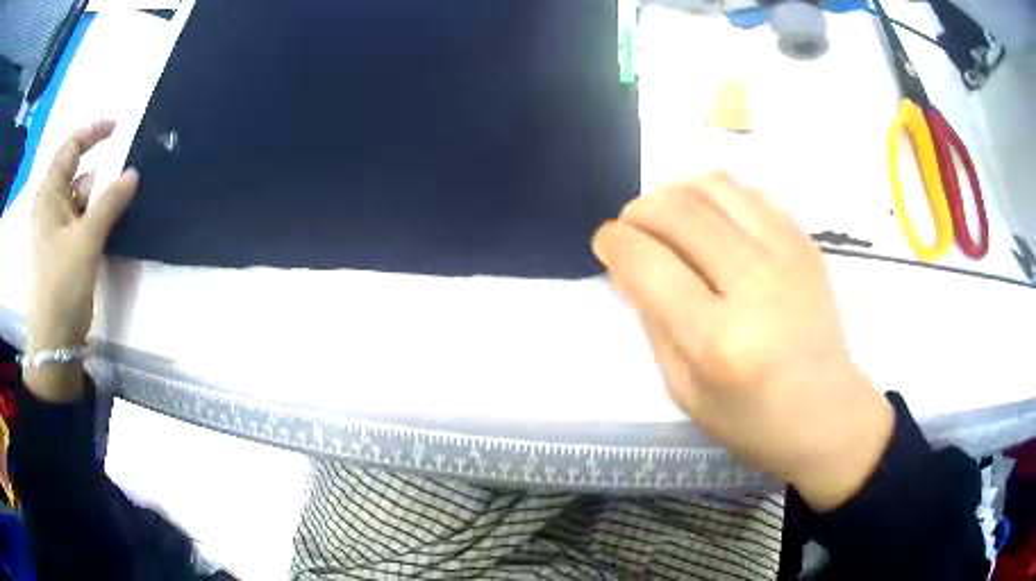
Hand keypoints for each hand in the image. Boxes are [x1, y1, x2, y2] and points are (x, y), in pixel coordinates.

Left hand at [25, 120, 138, 400]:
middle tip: (131, 173)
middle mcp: (52, 206)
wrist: (55, 340)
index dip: (94, 132)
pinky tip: (117, 223)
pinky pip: (85, 222)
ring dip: (104, 198)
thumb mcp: (85, 240)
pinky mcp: (67, 250)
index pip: (71, 148)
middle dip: (104, 172)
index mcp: (49, 194)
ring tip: (128, 201)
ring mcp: (59, 230)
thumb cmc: (61, 284)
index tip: (119, 126)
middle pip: (80, 174)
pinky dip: (100, 218)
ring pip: (84, 200)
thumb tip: (133, 173)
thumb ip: (109, 203)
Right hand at [592, 173, 893, 510]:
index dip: (614, 242)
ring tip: (667, 216)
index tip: (606, 242)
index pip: (649, 263)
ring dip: (675, 191)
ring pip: (714, 186)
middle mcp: (754, 284)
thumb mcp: (684, 391)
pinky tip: (711, 220)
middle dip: (638, 211)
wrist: (826, 412)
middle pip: (678, 211)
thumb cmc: (752, 419)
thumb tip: (629, 266)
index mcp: (717, 339)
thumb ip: (653, 322)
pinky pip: (750, 193)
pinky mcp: (805, 243)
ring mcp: (787, 255)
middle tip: (631, 229)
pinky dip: (716, 196)